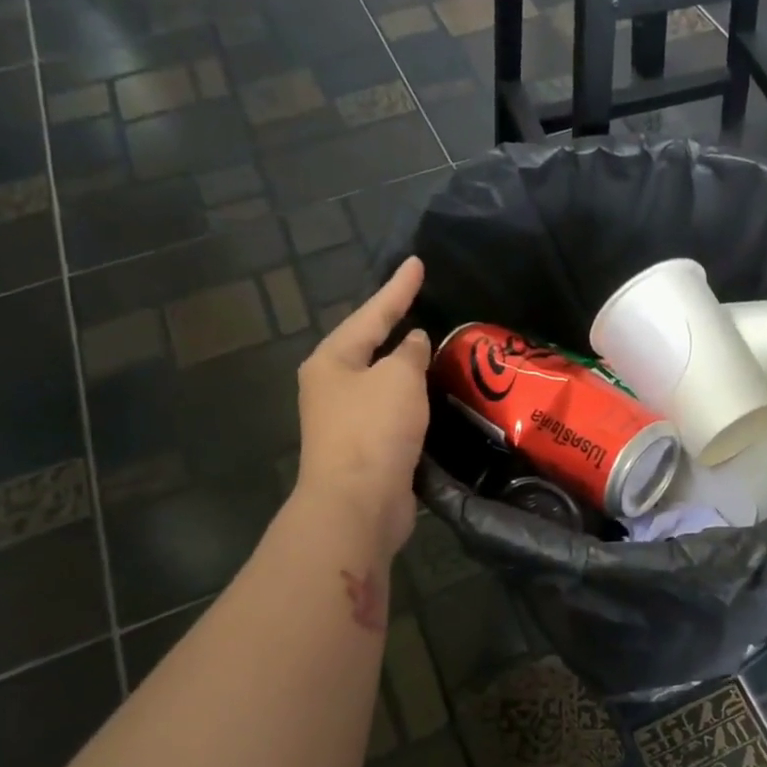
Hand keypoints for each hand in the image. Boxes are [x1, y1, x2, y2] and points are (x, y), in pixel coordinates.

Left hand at [294, 257, 430, 556]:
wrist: (357, 503)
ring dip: (406, 366)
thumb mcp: (398, 378)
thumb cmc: (373, 430)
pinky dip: (411, 399)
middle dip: (395, 325)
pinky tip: (432, 395)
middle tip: (422, 302)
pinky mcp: (365, 448)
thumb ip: (410, 353)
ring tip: (433, 346)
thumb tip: (413, 343)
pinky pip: (392, 411)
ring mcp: (345, 419)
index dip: (398, 288)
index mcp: (332, 360)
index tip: (417, 263)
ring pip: (382, 381)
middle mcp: (332, 385)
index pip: (371, 313)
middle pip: (369, 346)